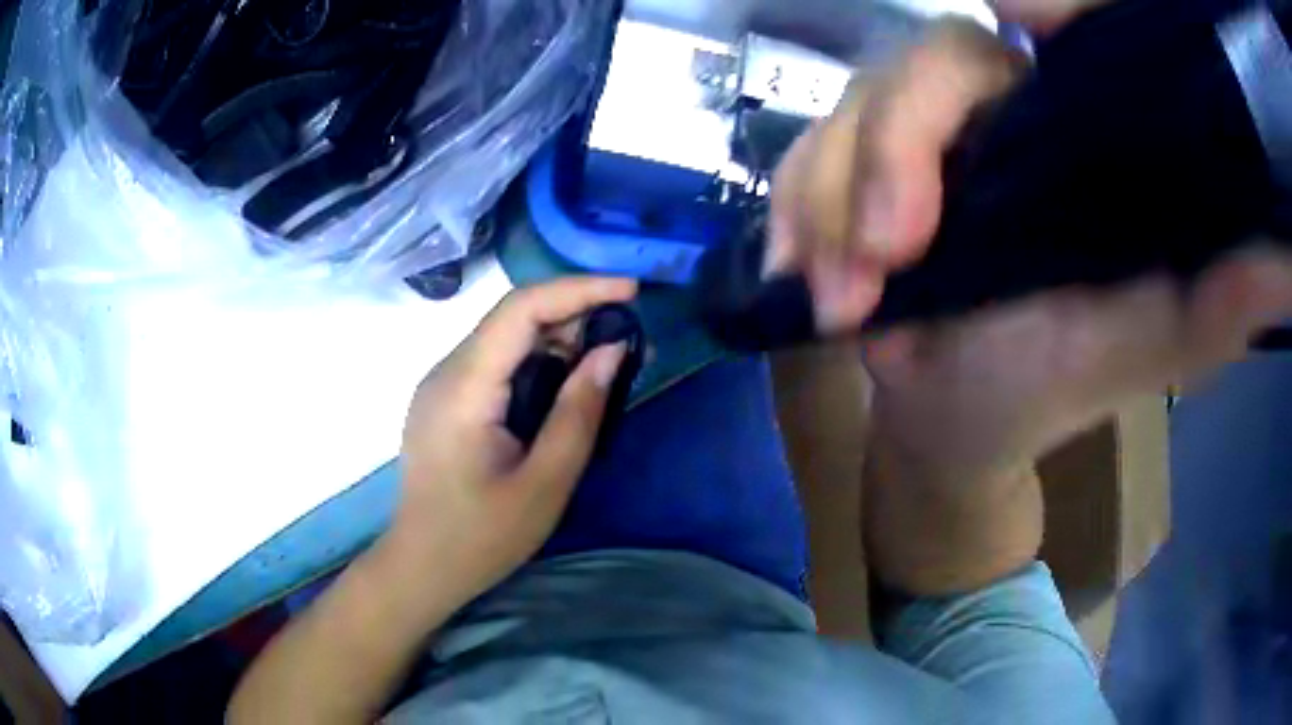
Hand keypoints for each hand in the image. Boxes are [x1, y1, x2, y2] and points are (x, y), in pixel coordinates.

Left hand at [390, 277, 636, 606]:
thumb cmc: (482, 537)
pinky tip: (568, 382)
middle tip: (631, 337)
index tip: (632, 291)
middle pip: (512, 317)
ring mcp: (442, 384)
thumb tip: (611, 351)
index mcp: (464, 387)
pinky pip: (496, 362)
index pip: (520, 308)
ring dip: (559, 338)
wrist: (422, 566)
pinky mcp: (447, 400)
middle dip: (575, 313)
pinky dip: (538, 360)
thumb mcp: (545, 484)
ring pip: (505, 337)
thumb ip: (578, 412)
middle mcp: (446, 371)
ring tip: (610, 359)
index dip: (578, 289)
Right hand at [771, 10, 1291, 482]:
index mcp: (1068, 136)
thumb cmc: (1054, 381)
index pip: (1048, 34)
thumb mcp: (1150, 345)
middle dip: (894, 152)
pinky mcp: (849, 171)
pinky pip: (800, 165)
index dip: (1040, 6)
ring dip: (830, 206)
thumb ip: (1217, 301)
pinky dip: (790, 216)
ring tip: (838, 305)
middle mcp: (991, 110)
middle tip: (891, 257)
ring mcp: (912, 136)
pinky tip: (796, 276)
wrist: (959, 422)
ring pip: (848, 114)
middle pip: (926, 64)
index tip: (1024, 13)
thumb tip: (1281, 265)